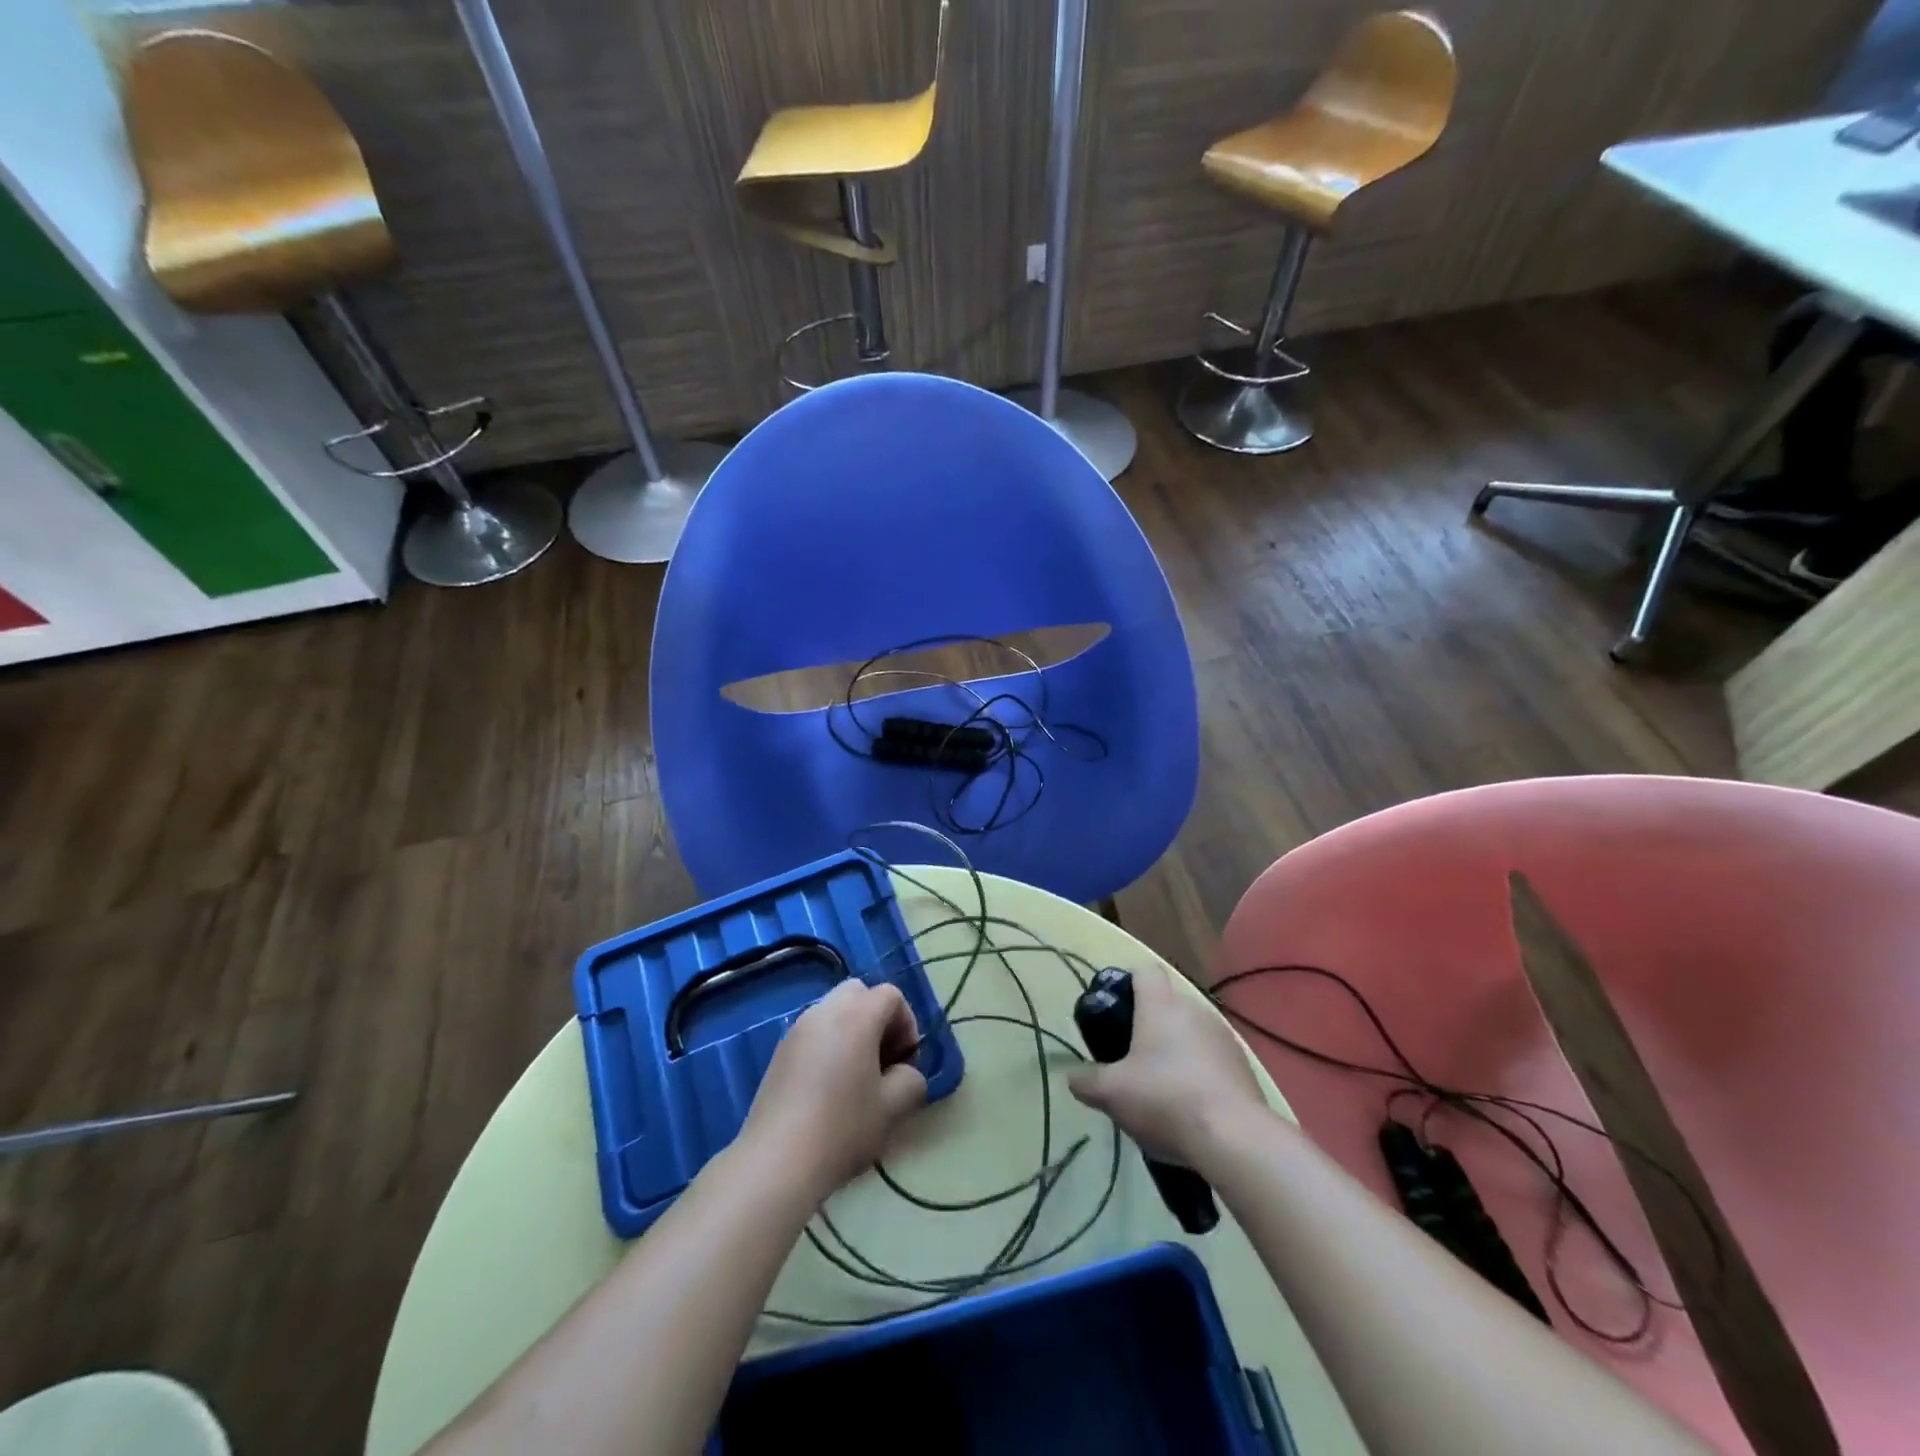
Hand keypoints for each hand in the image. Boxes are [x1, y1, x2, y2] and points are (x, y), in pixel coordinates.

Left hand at [740, 979, 928, 1201]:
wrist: (776, 1162)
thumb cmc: (842, 1129)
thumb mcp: (893, 1108)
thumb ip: (911, 1079)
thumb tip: (904, 1073)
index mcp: (856, 1016)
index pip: (891, 995)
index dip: (907, 1023)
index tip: (906, 1062)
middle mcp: (824, 1011)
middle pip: (859, 993)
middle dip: (878, 1019)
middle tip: (883, 1060)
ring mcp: (797, 1030)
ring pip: (834, 1011)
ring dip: (853, 1031)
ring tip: (856, 1076)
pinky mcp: (779, 1052)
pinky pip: (814, 1032)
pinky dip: (829, 1044)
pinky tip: (829, 1088)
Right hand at [1067, 965, 1271, 1169]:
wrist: (1235, 1138)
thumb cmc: (1164, 1099)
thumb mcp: (1111, 1093)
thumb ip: (1086, 1081)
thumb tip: (1074, 1077)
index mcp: (1161, 1004)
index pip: (1144, 971)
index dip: (1127, 984)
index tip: (1116, 1012)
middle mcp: (1194, 1009)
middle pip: (1167, 1003)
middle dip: (1150, 1024)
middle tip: (1131, 1057)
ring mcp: (1224, 1036)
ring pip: (1191, 1031)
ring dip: (1177, 1049)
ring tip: (1163, 1086)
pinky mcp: (1243, 1065)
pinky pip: (1213, 1057)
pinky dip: (1200, 1071)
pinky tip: (1191, 1104)